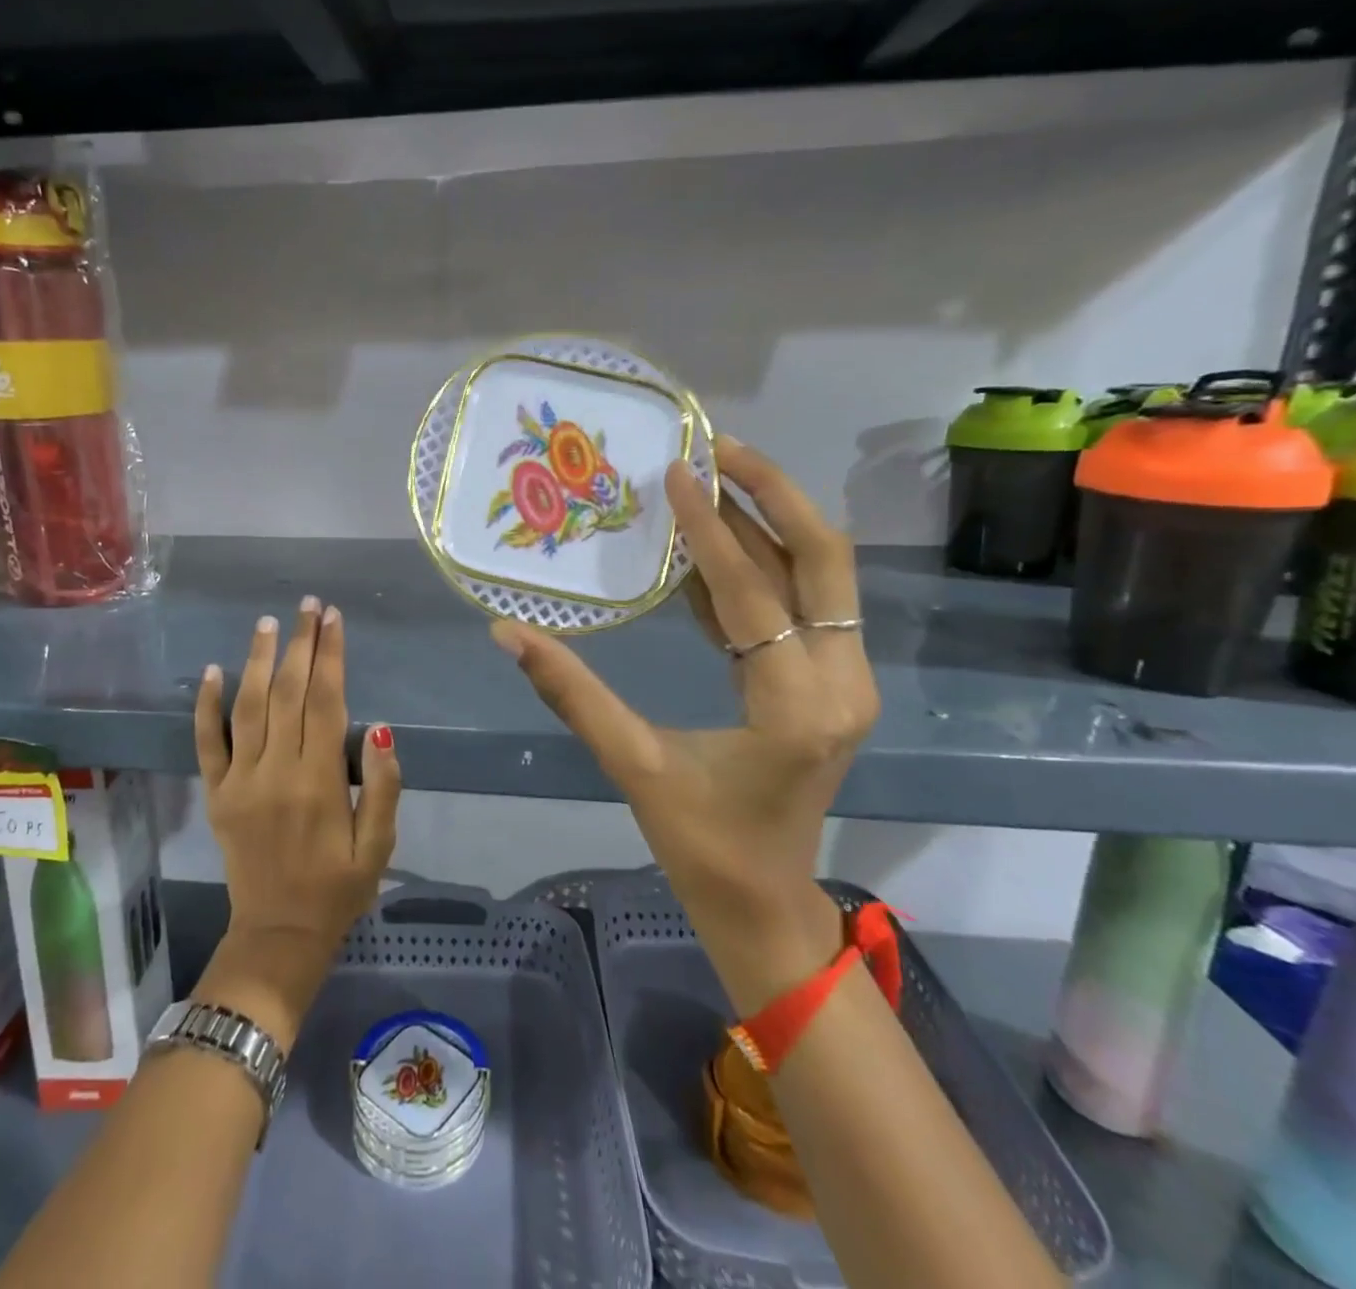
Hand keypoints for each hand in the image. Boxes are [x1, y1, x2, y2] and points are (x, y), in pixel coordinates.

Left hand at [194, 598, 401, 998]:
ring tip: (268, 622)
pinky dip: (207, 706)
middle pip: (287, 693)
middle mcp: (276, 771)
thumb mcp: (378, 846)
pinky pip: (207, 743)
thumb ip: (383, 787)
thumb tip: (379, 729)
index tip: (333, 619)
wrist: (278, 935)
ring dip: (257, 660)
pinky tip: (214, 671)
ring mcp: (240, 781)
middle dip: (300, 644)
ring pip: (247, 707)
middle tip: (308, 605)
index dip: (330, 656)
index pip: (325, 701)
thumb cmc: (338, 888)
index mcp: (319, 781)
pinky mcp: (217, 794)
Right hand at [491, 437, 876, 995]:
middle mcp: (840, 682)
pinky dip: (760, 568)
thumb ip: (572, 694)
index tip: (676, 472)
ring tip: (710, 479)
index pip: (751, 593)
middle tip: (718, 449)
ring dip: (768, 523)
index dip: (710, 528)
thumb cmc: (702, 845)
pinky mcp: (833, 684)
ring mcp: (846, 681)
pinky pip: (803, 607)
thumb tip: (508, 633)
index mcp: (794, 706)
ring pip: (820, 577)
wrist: (765, 905)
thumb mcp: (634, 766)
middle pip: (825, 559)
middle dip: (774, 493)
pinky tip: (709, 547)